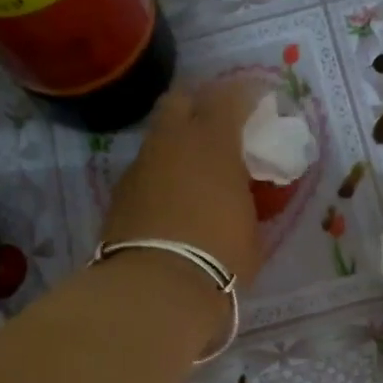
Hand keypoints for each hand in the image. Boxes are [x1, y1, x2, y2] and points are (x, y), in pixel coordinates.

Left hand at [100, 79, 264, 290]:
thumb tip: (242, 191)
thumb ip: (247, 197)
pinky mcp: (120, 193)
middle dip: (201, 104)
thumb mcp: (251, 227)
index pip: (231, 95)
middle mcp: (172, 141)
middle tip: (221, 126)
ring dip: (179, 142)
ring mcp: (140, 165)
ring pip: (160, 135)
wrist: (157, 288)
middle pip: (181, 98)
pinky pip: (146, 169)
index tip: (262, 102)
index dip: (249, 94)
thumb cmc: (220, 256)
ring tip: (197, 169)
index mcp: (212, 141)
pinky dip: (162, 173)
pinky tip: (174, 198)